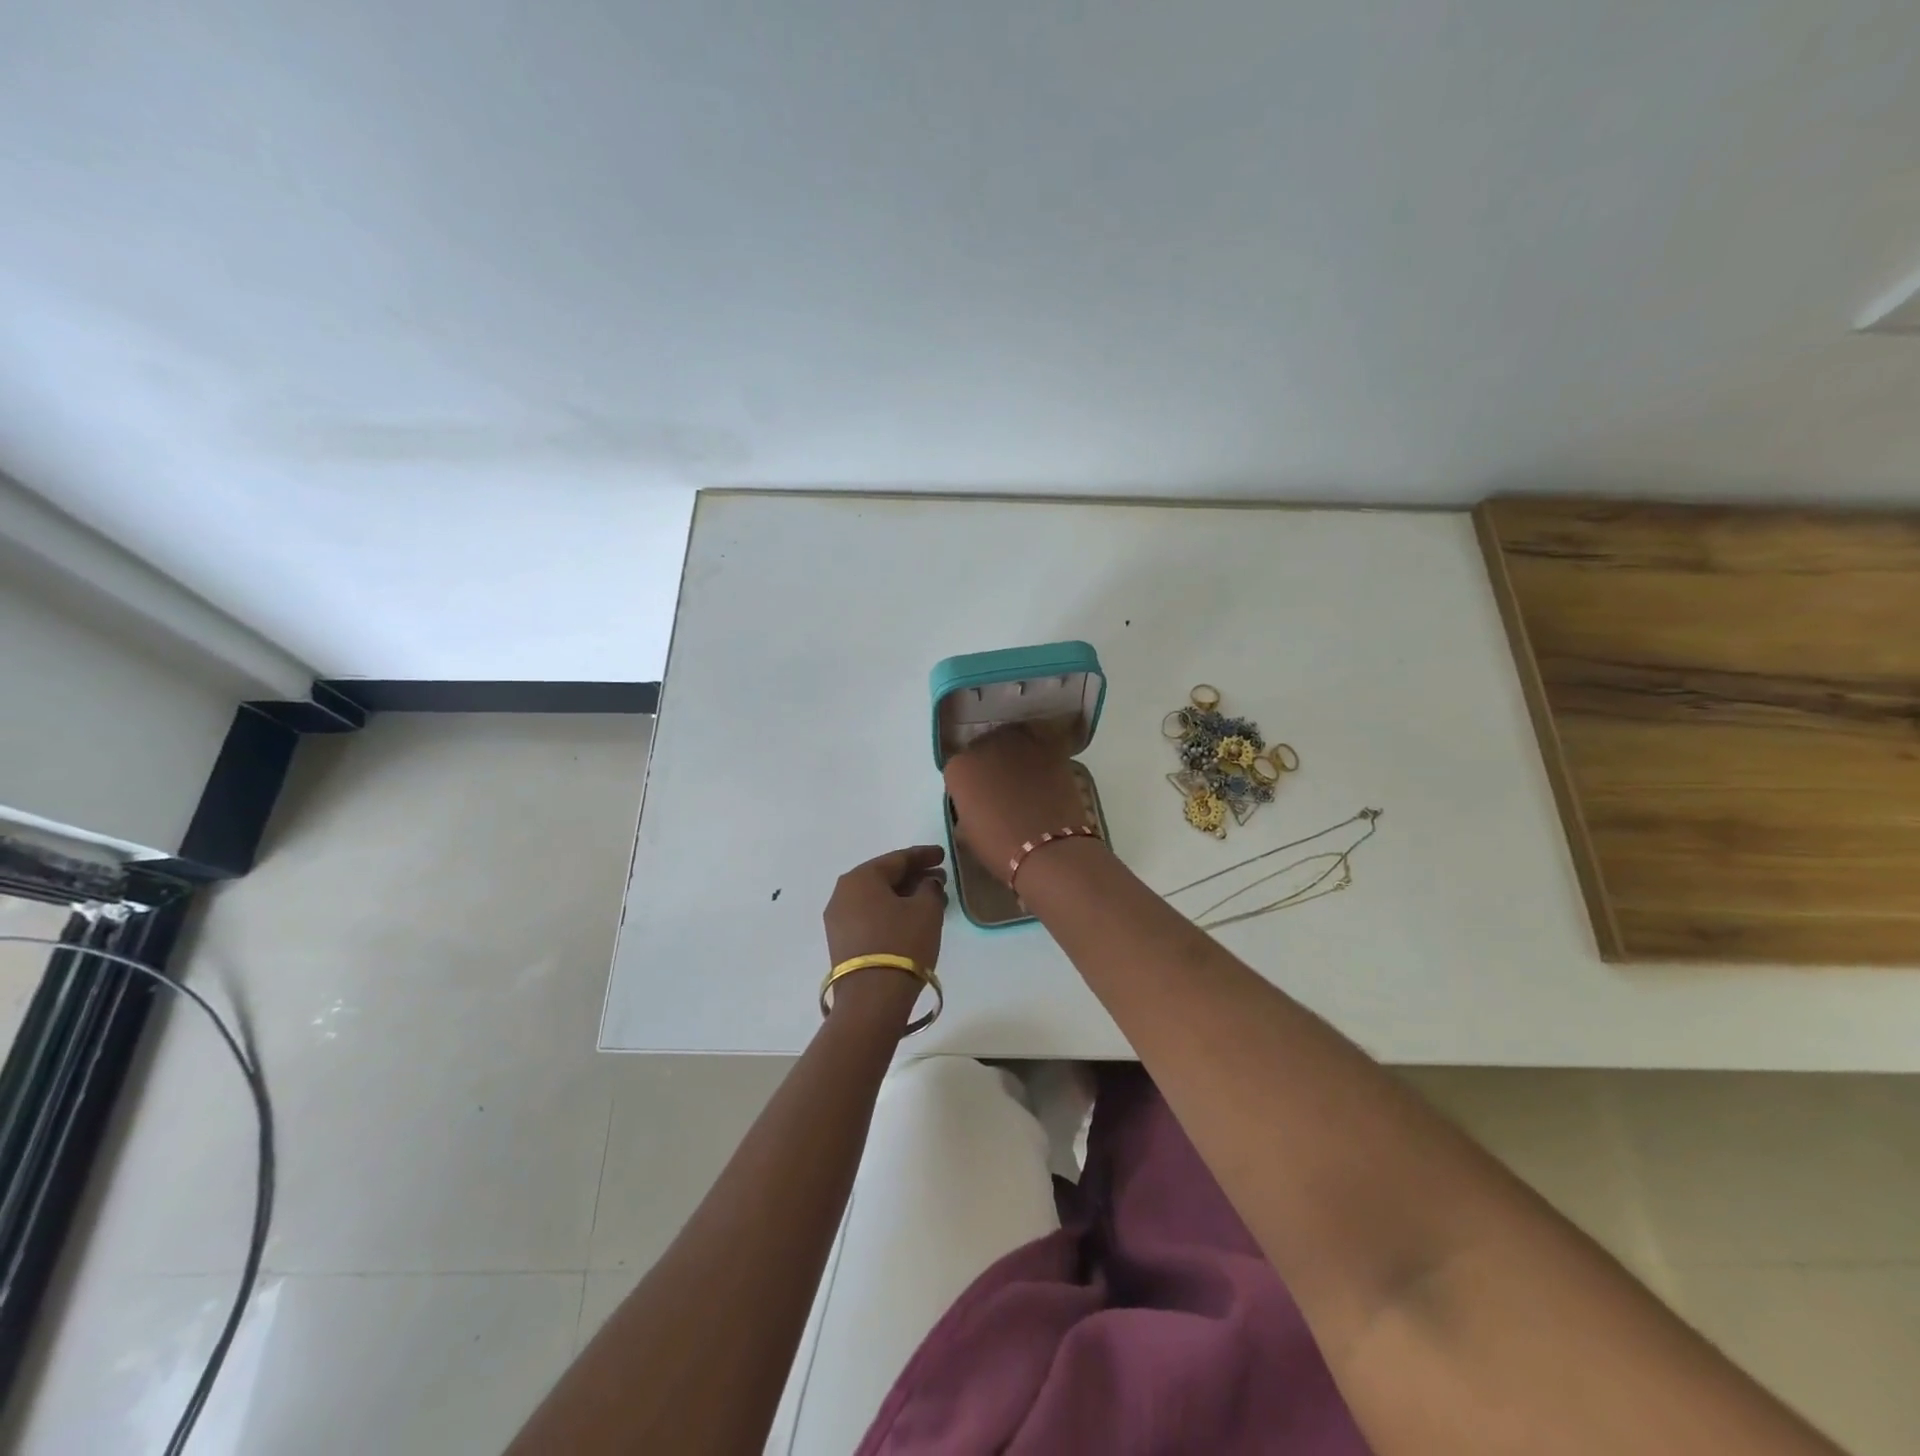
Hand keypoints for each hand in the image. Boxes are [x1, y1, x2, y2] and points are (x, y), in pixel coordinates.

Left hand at [823, 845, 947, 980]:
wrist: (872, 999)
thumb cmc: (902, 943)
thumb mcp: (926, 910)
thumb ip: (929, 888)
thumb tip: (925, 884)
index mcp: (860, 878)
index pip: (897, 859)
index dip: (923, 855)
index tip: (943, 855)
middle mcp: (843, 893)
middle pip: (884, 878)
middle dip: (914, 876)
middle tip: (940, 878)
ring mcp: (838, 920)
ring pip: (877, 898)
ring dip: (904, 896)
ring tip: (932, 900)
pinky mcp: (841, 942)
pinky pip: (870, 916)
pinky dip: (892, 912)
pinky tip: (913, 919)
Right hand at [942, 726, 1090, 883]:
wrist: (1046, 848)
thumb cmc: (999, 847)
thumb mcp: (966, 832)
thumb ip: (966, 807)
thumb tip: (977, 803)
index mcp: (958, 767)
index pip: (960, 769)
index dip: (970, 785)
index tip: (979, 800)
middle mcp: (983, 745)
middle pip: (984, 749)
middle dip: (992, 764)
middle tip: (1004, 788)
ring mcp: (1017, 741)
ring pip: (1012, 741)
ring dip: (1016, 755)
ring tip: (1028, 777)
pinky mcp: (1048, 744)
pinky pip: (1040, 742)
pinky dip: (1042, 754)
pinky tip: (1046, 772)